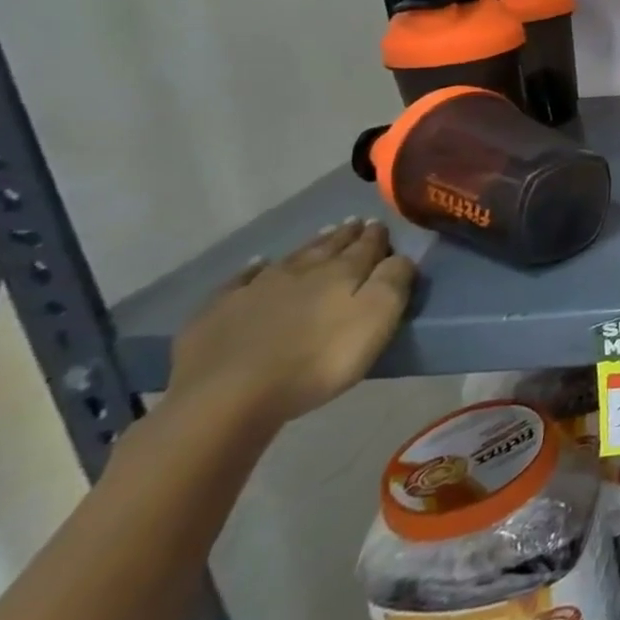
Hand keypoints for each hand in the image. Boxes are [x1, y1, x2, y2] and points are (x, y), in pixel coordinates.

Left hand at [167, 220, 416, 429]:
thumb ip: (393, 282)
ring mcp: (254, 289)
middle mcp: (300, 272)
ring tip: (321, 235)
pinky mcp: (218, 312)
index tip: (381, 224)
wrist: (228, 396)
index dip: (375, 236)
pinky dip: (252, 269)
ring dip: (308, 246)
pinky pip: (240, 280)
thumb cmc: (318, 360)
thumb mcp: (376, 320)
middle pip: (327, 247)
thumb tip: (401, 256)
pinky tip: (256, 264)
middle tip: (354, 223)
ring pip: (290, 258)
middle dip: (344, 235)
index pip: (365, 247)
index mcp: (342, 273)